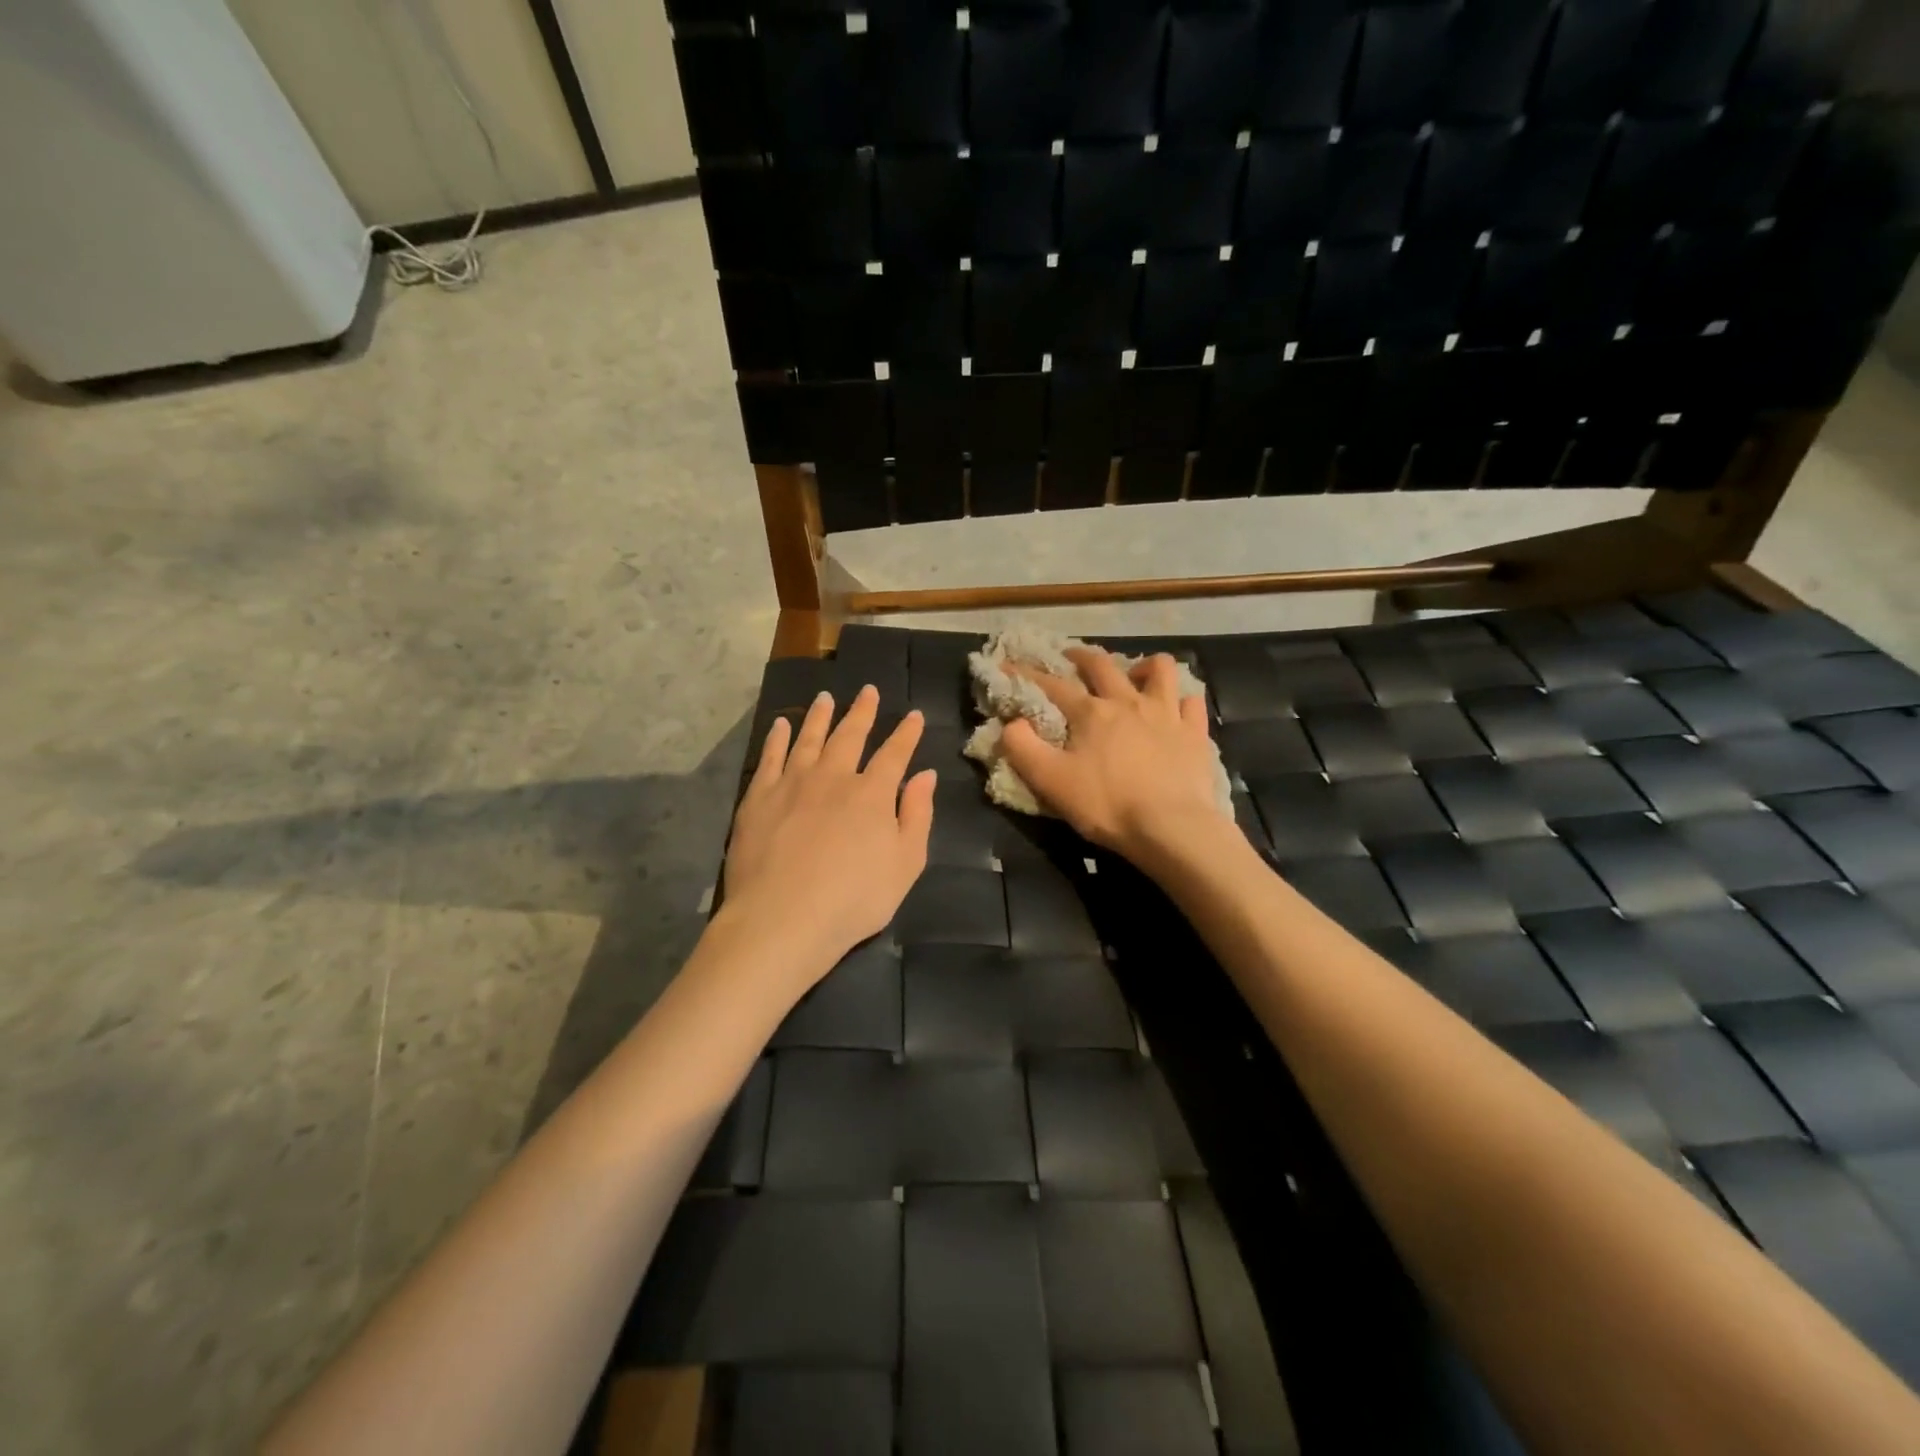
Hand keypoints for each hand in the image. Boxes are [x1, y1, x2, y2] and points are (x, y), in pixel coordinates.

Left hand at [721, 686, 934, 995]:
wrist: (783, 918)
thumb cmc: (854, 899)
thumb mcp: (906, 864)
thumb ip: (917, 816)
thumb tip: (925, 775)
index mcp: (872, 794)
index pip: (894, 754)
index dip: (906, 733)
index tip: (913, 715)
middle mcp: (833, 777)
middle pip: (850, 736)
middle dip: (862, 712)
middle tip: (868, 690)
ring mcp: (792, 783)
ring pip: (809, 738)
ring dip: (820, 716)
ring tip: (826, 697)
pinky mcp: (759, 797)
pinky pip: (771, 757)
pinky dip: (778, 738)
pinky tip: (782, 725)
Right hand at [1002, 648, 1227, 860]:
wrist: (1171, 828)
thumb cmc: (1107, 805)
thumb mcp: (1050, 782)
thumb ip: (1023, 749)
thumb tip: (1012, 724)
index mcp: (1091, 712)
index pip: (1052, 685)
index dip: (1027, 673)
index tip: (1009, 664)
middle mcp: (1128, 701)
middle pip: (1103, 665)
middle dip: (1082, 657)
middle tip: (1071, 658)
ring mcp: (1166, 714)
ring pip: (1159, 669)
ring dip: (1142, 666)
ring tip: (1134, 676)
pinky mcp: (1195, 733)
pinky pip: (1191, 703)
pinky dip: (1181, 700)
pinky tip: (1175, 709)